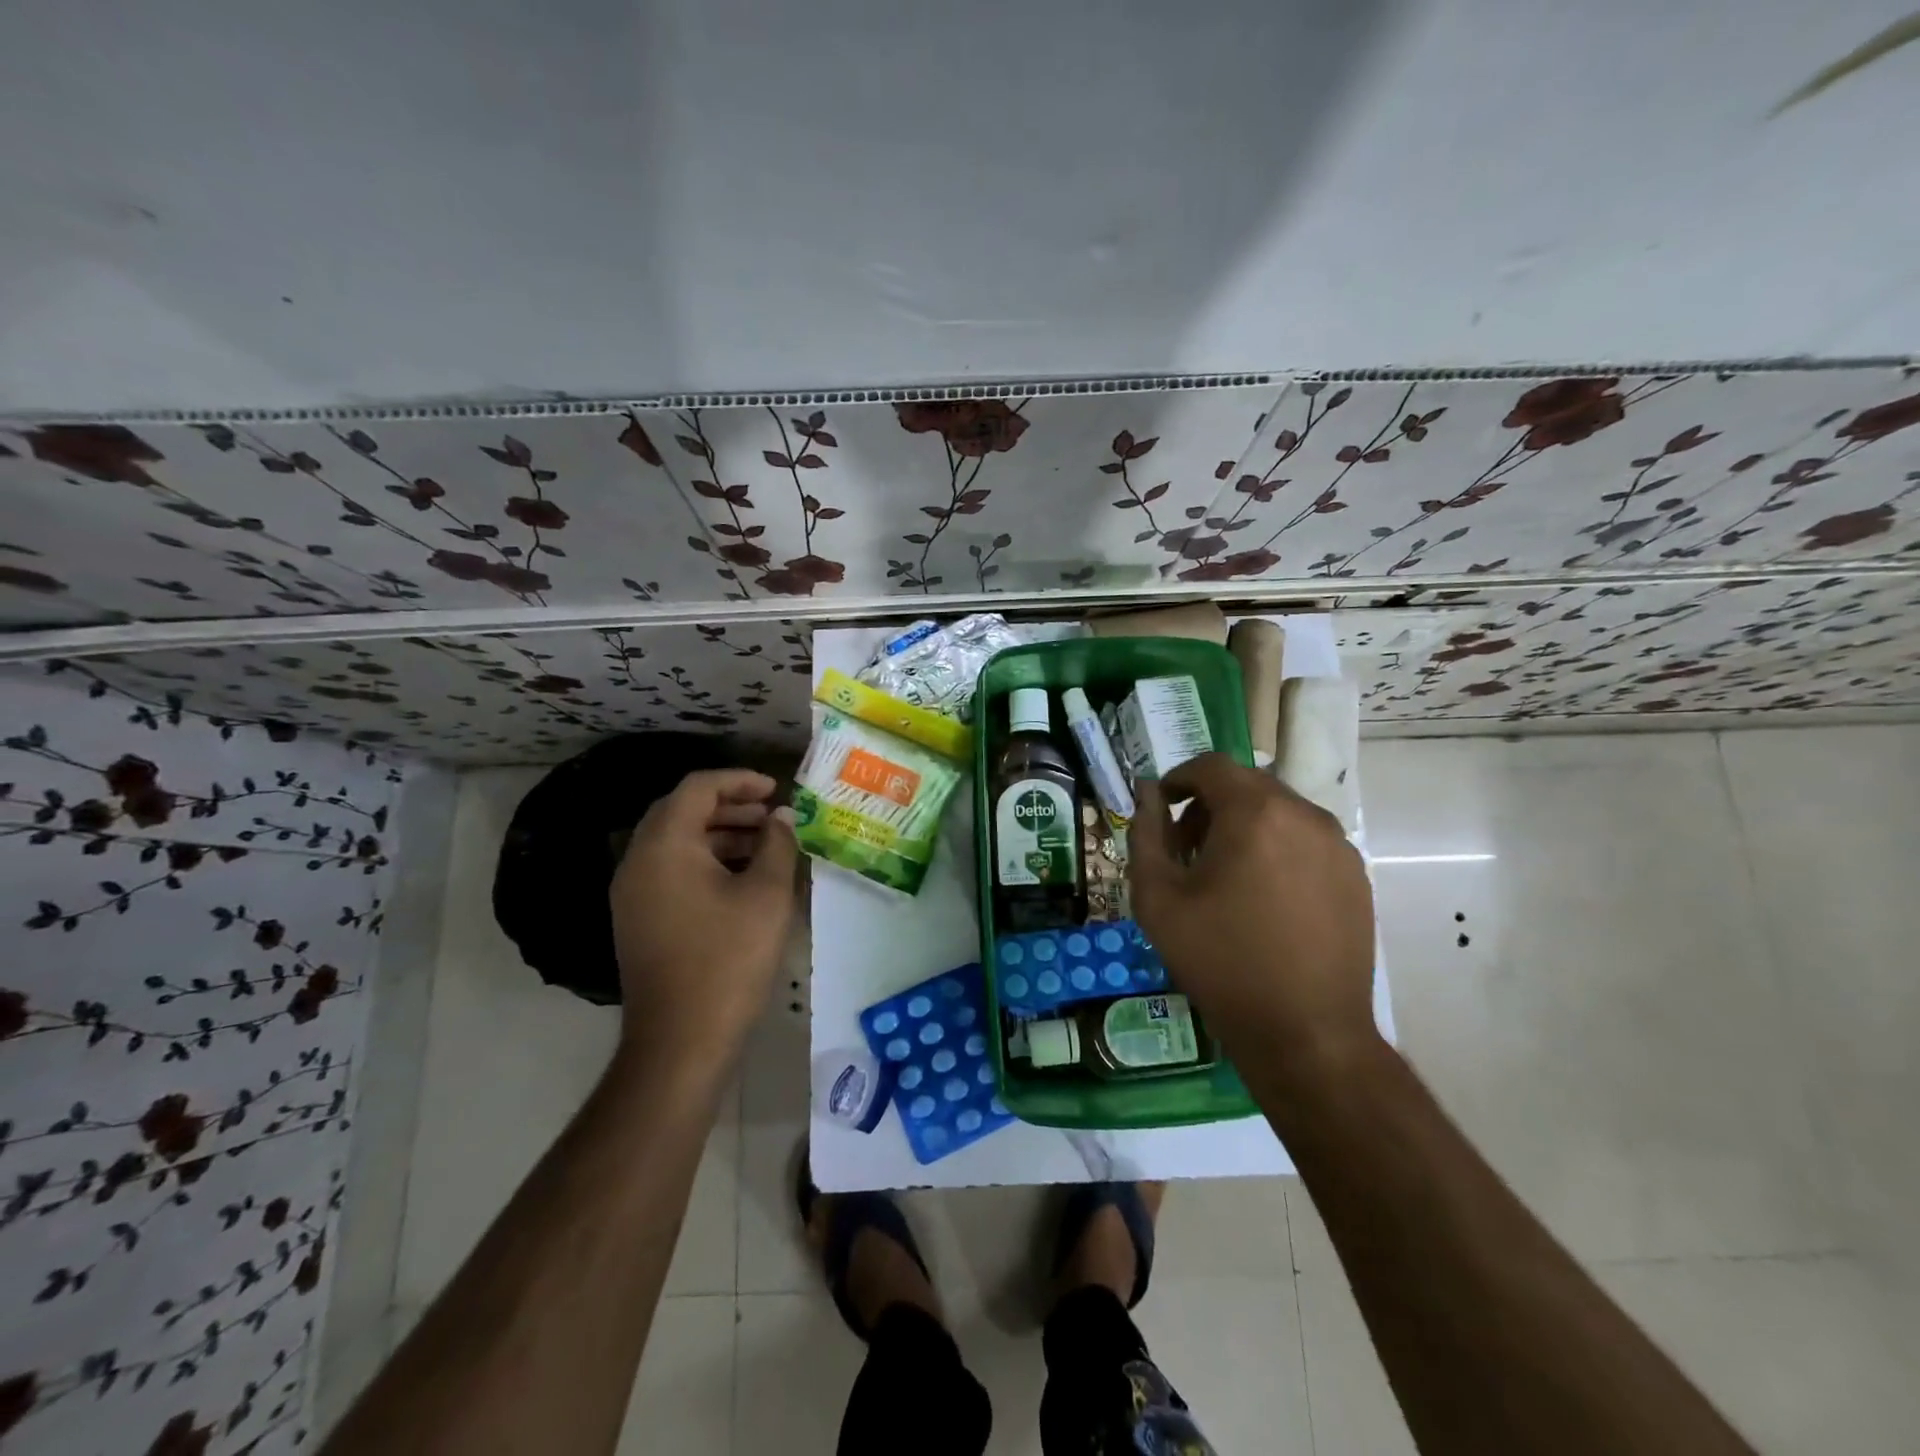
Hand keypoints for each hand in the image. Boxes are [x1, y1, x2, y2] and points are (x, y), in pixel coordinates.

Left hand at [609, 769, 798, 1064]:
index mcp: (664, 846)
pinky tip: (741, 878)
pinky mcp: (639, 919)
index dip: (739, 780)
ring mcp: (633, 893)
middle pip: (681, 811)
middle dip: (729, 805)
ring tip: (764, 843)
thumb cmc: (728, 959)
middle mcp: (638, 861)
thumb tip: (781, 818)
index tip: (776, 789)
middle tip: (771, 814)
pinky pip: (671, 870)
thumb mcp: (767, 895)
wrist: (681, 1040)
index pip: (697, 788)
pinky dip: (705, 860)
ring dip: (719, 833)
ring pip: (676, 842)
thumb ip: (777, 845)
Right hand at [1130, 753, 1376, 1069]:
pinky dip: (1277, 849)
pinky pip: (1306, 841)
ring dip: (1244, 826)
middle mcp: (1304, 815)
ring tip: (1225, 876)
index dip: (1179, 778)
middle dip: (1209, 806)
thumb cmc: (1220, 960)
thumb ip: (1145, 832)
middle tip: (1186, 849)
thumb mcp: (1158, 896)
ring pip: (1279, 812)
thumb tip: (1148, 793)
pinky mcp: (1356, 876)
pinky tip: (1263, 898)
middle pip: (1247, 786)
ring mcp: (1338, 846)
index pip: (1211, 766)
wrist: (1305, 1032)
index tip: (1161, 807)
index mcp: (1255, 812)